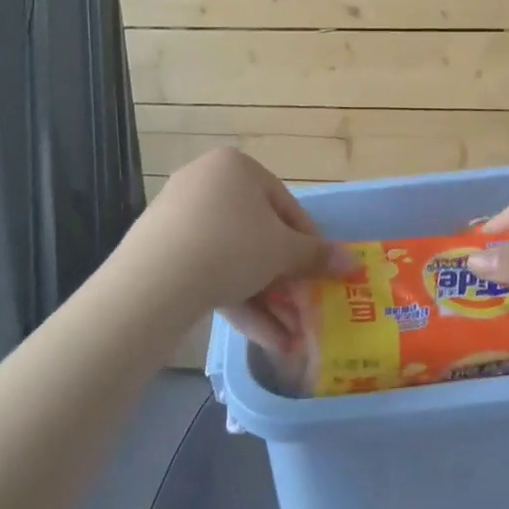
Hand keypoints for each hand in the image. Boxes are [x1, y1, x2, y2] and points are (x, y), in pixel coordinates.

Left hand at [125, 147, 352, 353]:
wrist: (155, 280)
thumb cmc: (233, 246)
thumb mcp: (283, 251)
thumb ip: (317, 256)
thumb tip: (353, 263)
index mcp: (237, 168)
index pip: (286, 205)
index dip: (309, 243)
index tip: (322, 273)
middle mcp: (207, 183)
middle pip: (258, 235)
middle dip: (284, 281)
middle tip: (304, 310)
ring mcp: (180, 218)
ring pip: (234, 259)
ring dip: (266, 300)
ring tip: (289, 340)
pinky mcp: (162, 252)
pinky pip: (208, 272)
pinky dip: (236, 301)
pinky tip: (264, 339)